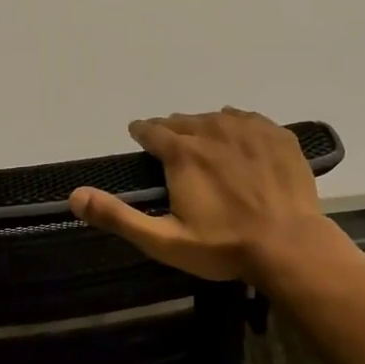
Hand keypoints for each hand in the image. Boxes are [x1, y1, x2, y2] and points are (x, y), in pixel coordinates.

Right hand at [68, 108, 332, 281]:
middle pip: (183, 121)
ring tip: (204, 141)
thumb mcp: (163, 240)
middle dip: (172, 130)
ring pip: (217, 116)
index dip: (141, 132)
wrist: (289, 246)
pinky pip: (250, 119)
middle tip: (170, 145)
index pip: (152, 130)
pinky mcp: (278, 136)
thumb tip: (74, 196)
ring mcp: (249, 130)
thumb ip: (118, 216)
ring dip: (204, 126)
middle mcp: (212, 130)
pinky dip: (238, 125)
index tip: (138, 135)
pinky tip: (240, 139)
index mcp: (182, 153)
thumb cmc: (223, 247)